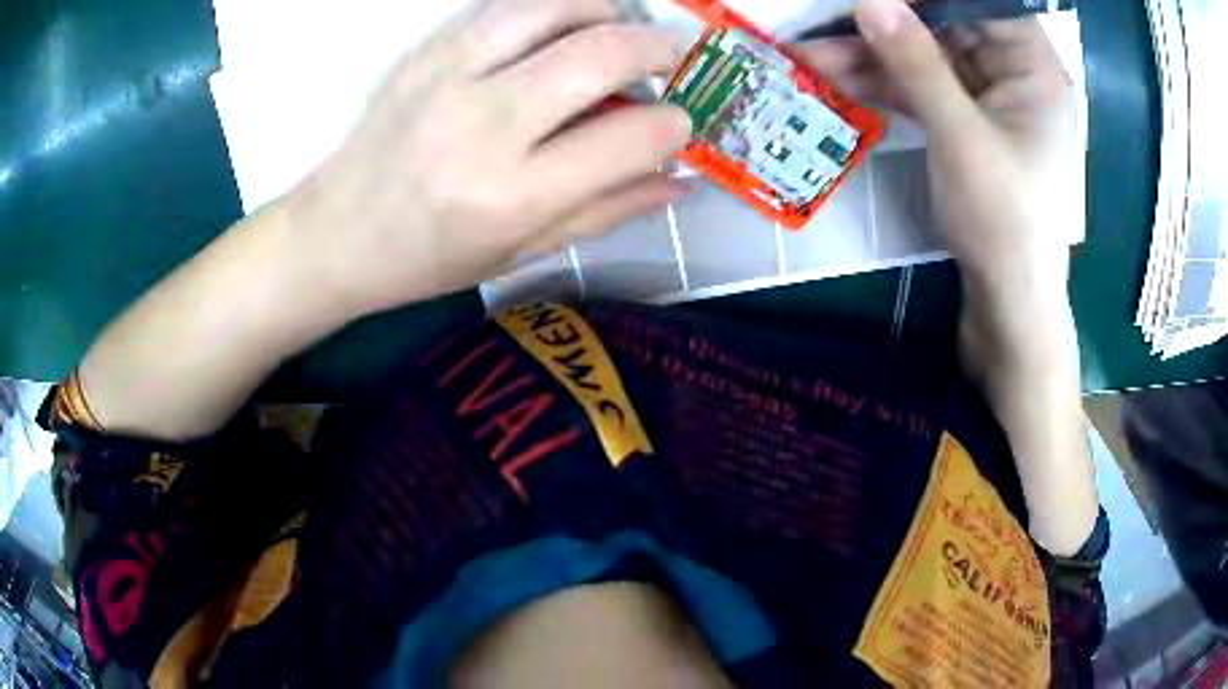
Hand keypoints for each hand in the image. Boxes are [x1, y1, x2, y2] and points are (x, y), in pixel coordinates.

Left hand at [288, 0, 691, 317]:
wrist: (334, 234)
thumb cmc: (426, 259)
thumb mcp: (520, 252)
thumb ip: (607, 210)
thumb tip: (678, 179)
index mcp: (511, 196)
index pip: (630, 138)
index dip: (674, 125)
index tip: (678, 123)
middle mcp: (482, 125)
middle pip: (600, 53)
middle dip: (660, 47)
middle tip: (675, 56)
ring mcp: (447, 76)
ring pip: (553, 7)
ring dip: (606, 9)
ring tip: (621, 29)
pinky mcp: (425, 52)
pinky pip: (503, 4)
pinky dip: (552, 5)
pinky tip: (564, 24)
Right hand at [797, 0, 1080, 305]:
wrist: (1009, 304)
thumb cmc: (1005, 223)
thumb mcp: (961, 136)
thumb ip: (917, 64)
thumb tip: (869, 2)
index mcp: (1034, 67)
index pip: (979, 2)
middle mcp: (1014, 74)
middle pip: (946, 25)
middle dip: (885, 23)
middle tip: (828, 19)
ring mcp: (990, 100)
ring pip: (927, 58)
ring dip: (873, 57)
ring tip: (810, 55)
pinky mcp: (969, 125)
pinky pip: (924, 90)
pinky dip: (885, 86)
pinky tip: (838, 79)